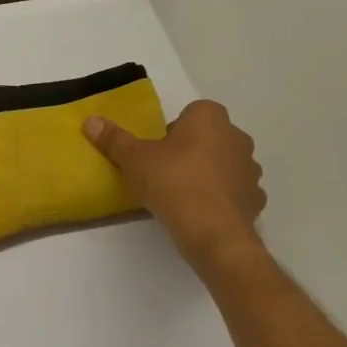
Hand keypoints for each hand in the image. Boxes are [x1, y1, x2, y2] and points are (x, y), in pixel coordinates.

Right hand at [85, 100, 265, 272]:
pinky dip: (221, 199)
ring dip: (208, 174)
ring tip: (183, 197)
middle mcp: (236, 136)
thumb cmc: (172, 183)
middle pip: (208, 138)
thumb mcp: (134, 160)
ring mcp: (250, 168)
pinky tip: (202, 213)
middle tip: (165, 174)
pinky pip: (235, 192)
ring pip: (224, 164)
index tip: (156, 154)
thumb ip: (114, 139)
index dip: (172, 132)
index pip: (190, 114)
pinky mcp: (256, 198)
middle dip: (191, 151)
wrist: (212, 232)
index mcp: (209, 117)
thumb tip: (90, 121)